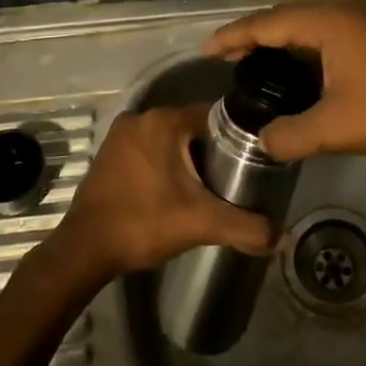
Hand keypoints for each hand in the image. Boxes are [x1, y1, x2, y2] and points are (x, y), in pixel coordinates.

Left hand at [53, 105, 274, 279]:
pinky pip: (149, 149)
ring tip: (207, 188)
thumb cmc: (143, 223)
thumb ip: (245, 227)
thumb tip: (281, 236)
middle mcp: (141, 117)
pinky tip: (173, 191)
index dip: (237, 138)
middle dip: (212, 152)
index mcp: (164, 121)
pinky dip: (165, 164)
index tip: (252, 162)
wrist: (85, 249)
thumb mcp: (201, 224)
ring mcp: (121, 134)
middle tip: (232, 181)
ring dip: (187, 160)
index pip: (215, 116)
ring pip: (170, 139)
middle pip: (192, 128)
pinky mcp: (109, 153)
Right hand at [202, 4, 365, 165]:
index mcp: (328, 22)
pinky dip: (304, 49)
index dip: (234, 36)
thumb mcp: (336, 128)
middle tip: (226, 60)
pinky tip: (298, 72)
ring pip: (308, 26)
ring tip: (254, 65)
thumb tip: (262, 142)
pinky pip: (327, 35)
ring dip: (280, 43)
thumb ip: (290, 135)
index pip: (268, 23)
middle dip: (254, 37)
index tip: (206, 51)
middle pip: (286, 18)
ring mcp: (364, 23)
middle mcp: (343, 12)